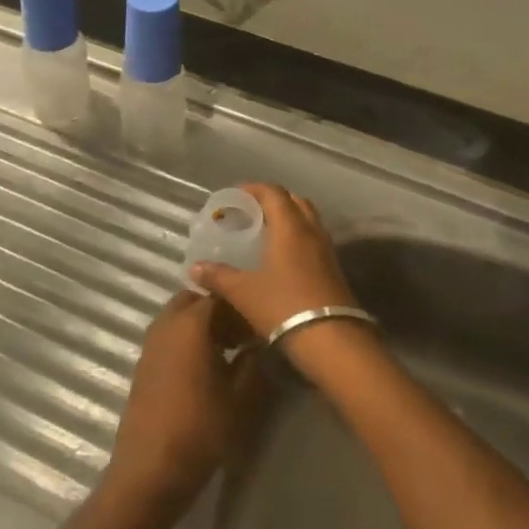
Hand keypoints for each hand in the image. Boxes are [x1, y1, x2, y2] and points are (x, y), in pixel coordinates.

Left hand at [103, 291, 260, 516]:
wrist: (150, 469)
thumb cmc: (200, 430)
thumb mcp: (239, 398)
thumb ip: (252, 362)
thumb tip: (260, 342)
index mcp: (190, 324)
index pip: (220, 297)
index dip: (243, 307)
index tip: (262, 325)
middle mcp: (166, 325)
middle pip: (194, 301)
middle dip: (219, 311)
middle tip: (243, 335)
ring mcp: (150, 344)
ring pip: (179, 318)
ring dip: (201, 325)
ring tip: (228, 352)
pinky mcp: (143, 364)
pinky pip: (168, 337)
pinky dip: (187, 340)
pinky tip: (205, 369)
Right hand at [188, 184, 357, 339]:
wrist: (332, 340)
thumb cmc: (284, 306)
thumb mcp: (243, 292)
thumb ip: (218, 276)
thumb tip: (195, 268)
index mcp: (289, 227)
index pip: (273, 192)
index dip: (253, 188)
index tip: (235, 195)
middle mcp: (311, 231)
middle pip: (294, 201)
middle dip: (272, 201)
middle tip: (251, 212)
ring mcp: (326, 250)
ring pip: (307, 220)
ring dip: (287, 219)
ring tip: (265, 233)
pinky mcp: (334, 269)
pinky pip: (313, 240)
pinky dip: (297, 239)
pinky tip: (281, 258)